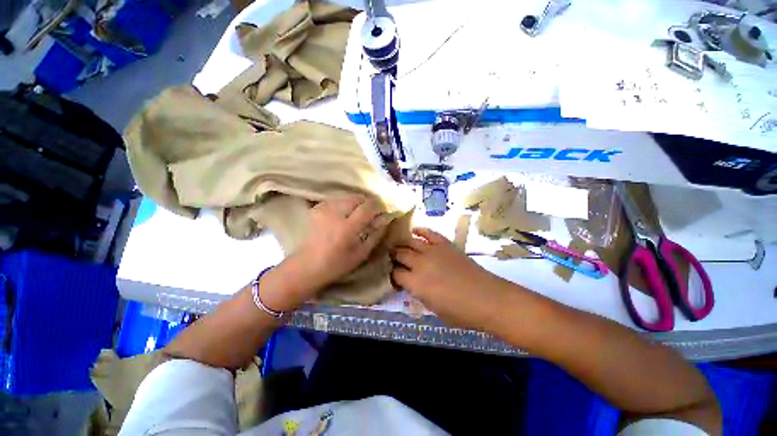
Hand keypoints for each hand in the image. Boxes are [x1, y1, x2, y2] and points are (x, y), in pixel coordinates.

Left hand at [263, 195, 389, 309]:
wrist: (306, 265)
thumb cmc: (337, 264)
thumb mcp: (362, 253)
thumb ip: (376, 234)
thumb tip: (386, 219)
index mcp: (347, 227)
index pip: (368, 207)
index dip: (378, 206)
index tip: (383, 211)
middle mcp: (335, 213)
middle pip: (357, 197)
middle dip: (367, 203)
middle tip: (371, 213)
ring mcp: (323, 209)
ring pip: (347, 196)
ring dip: (356, 203)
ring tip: (358, 213)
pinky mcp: (316, 208)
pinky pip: (336, 200)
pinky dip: (344, 204)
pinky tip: (344, 214)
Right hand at [391, 228, 505, 328]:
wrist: (487, 298)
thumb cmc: (460, 311)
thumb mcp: (432, 308)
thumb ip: (418, 293)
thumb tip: (411, 283)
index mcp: (415, 283)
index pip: (395, 274)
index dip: (392, 275)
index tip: (394, 277)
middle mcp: (419, 263)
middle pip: (399, 254)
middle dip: (394, 256)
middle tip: (393, 258)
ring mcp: (432, 251)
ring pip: (410, 242)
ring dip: (402, 244)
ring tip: (399, 245)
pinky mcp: (444, 244)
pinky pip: (429, 233)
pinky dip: (420, 230)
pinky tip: (414, 230)